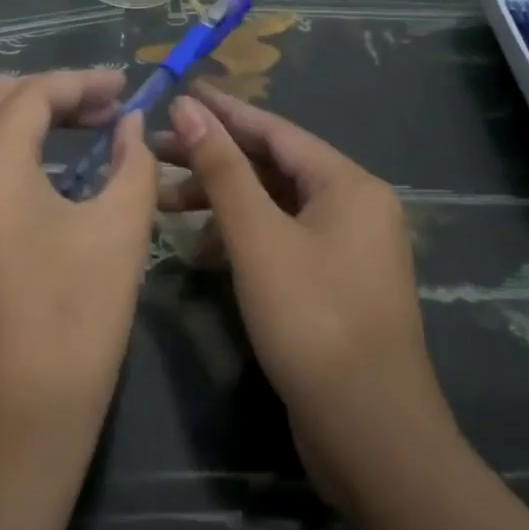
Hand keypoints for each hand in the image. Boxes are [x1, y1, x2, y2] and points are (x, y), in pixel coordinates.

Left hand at [0, 71, 159, 455]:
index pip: (35, 96)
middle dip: (44, 94)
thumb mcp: (120, 233)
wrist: (17, 424)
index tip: (120, 91)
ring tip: (22, 110)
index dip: (81, 85)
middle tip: (93, 110)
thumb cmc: (75, 324)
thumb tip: (130, 124)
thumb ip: (131, 163)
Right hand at [160, 84, 454, 499]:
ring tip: (165, 203)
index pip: (274, 130)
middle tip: (156, 150)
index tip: (178, 92)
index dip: (222, 110)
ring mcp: (345, 248)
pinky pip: (279, 238)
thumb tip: (188, 108)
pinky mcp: (332, 282)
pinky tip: (200, 253)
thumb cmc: (312, 321)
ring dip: (220, 200)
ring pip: (272, 204)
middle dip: (213, 158)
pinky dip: (239, 237)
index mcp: (347, 185)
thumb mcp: (257, 237)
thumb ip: (221, 168)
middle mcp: (353, 207)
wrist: (372, 437)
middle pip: (272, 165)